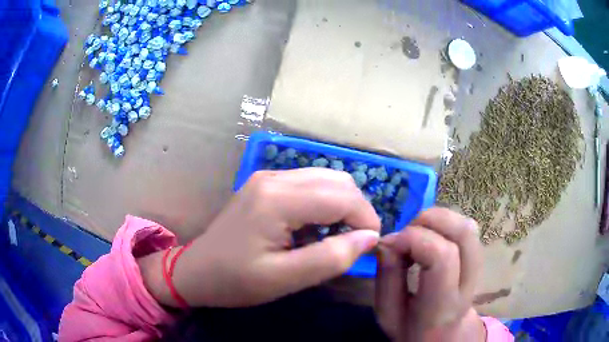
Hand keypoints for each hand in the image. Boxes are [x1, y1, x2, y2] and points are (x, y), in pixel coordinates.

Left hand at [139, 168, 380, 307]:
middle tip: (354, 242)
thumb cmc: (235, 281)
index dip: (366, 219)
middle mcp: (274, 177)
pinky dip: (324, 203)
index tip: (370, 245)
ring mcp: (268, 176)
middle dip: (356, 210)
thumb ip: (331, 258)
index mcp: (277, 199)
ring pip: (326, 178)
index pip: (342, 197)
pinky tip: (314, 228)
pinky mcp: (265, 183)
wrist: (196, 271)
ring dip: (341, 205)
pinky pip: (309, 184)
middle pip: (337, 181)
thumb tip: (369, 238)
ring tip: (335, 237)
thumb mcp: (285, 279)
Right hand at [375, 207, 485, 341]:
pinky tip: (430, 237)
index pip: (442, 257)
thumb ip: (387, 279)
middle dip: (430, 220)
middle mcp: (468, 285)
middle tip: (405, 232)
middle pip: (464, 234)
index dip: (413, 239)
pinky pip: (468, 230)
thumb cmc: (412, 330)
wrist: (444, 337)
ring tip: (417, 233)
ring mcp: (479, 270)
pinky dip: (446, 223)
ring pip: (469, 227)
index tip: (389, 243)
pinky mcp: (479, 260)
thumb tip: (388, 241)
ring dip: (439, 219)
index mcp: (442, 307)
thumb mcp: (388, 315)